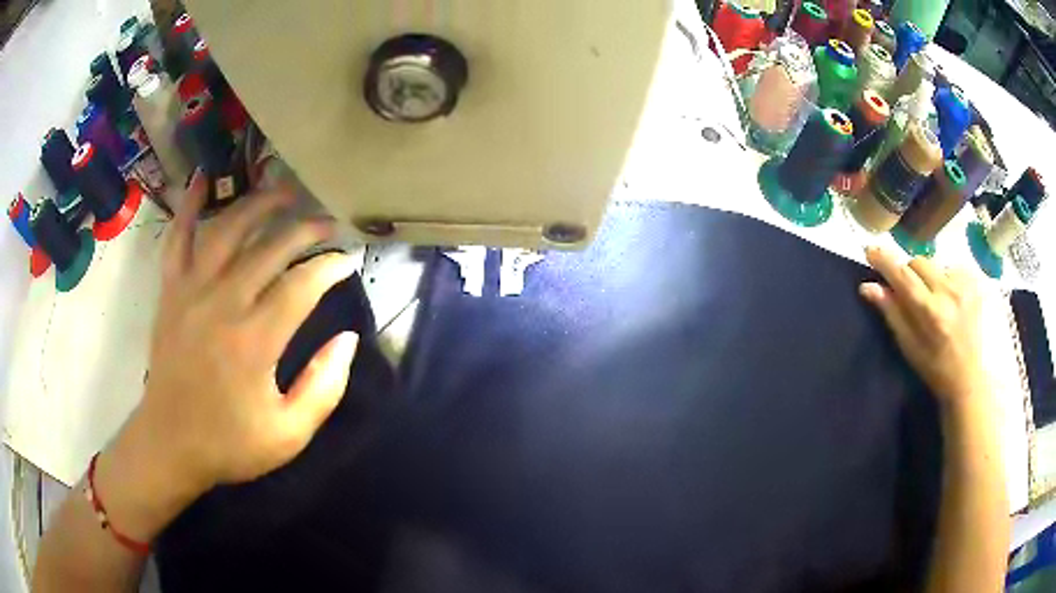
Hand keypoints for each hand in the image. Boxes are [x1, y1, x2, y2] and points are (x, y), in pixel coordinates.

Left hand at [135, 172, 358, 492]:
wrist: (169, 444)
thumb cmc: (229, 444)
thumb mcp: (289, 434)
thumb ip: (323, 388)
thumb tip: (347, 339)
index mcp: (254, 342)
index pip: (301, 285)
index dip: (330, 266)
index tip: (348, 260)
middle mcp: (223, 304)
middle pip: (270, 248)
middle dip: (305, 229)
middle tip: (327, 224)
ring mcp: (191, 292)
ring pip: (227, 230)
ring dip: (258, 204)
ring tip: (284, 191)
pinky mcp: (170, 292)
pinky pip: (178, 238)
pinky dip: (190, 206)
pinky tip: (203, 179)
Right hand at [860, 247, 986, 408]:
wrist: (968, 376)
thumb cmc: (934, 367)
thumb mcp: (909, 346)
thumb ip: (891, 313)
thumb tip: (867, 286)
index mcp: (930, 312)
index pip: (903, 276)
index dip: (885, 261)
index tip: (870, 250)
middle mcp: (948, 292)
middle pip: (917, 262)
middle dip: (908, 273)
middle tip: (909, 293)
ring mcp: (963, 285)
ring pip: (933, 263)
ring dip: (927, 277)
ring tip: (933, 300)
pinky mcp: (973, 281)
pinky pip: (949, 267)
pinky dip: (944, 279)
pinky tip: (949, 300)